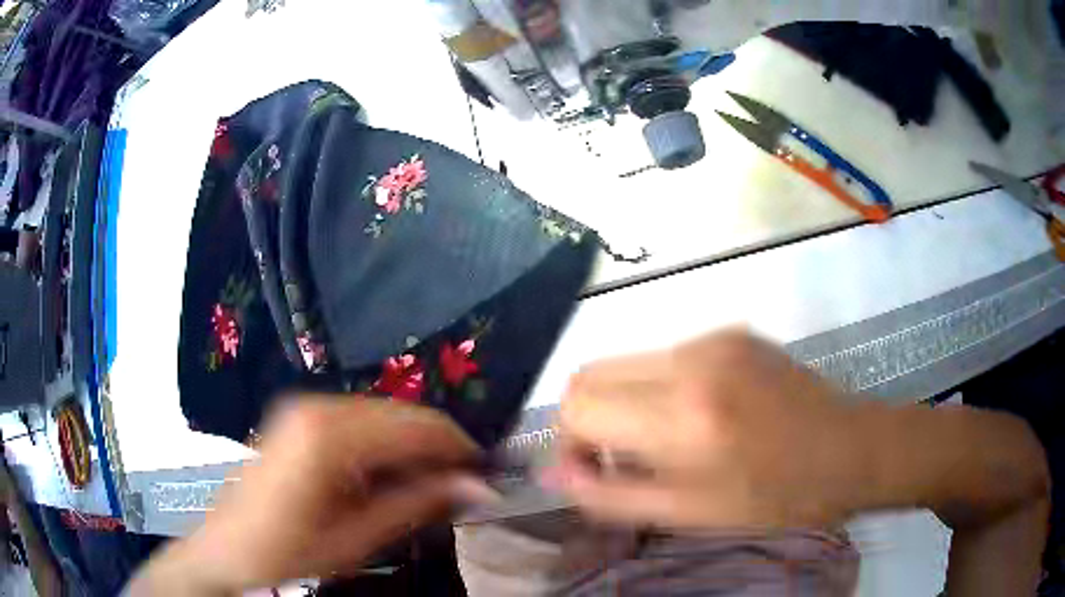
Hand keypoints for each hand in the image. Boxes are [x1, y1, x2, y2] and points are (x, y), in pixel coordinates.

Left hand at [130, 397, 486, 594]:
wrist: (227, 550)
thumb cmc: (288, 554)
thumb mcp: (357, 539)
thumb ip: (417, 504)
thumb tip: (478, 485)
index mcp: (329, 434)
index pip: (417, 426)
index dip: (459, 449)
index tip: (487, 477)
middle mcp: (318, 406)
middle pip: (402, 414)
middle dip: (437, 449)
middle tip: (461, 489)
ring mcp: (304, 408)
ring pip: (383, 416)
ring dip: (411, 449)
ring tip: (426, 490)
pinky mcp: (298, 418)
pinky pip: (359, 422)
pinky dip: (383, 447)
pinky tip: (387, 478)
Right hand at [545, 330, 865, 530]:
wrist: (851, 448)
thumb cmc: (778, 497)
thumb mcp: (692, 514)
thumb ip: (612, 496)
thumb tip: (553, 476)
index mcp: (684, 417)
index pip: (578, 405)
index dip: (568, 442)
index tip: (591, 471)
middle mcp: (692, 361)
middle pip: (590, 373)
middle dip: (587, 418)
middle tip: (617, 458)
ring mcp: (714, 337)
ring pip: (625, 362)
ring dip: (625, 404)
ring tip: (662, 441)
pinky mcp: (731, 331)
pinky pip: (665, 356)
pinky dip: (659, 389)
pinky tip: (696, 417)